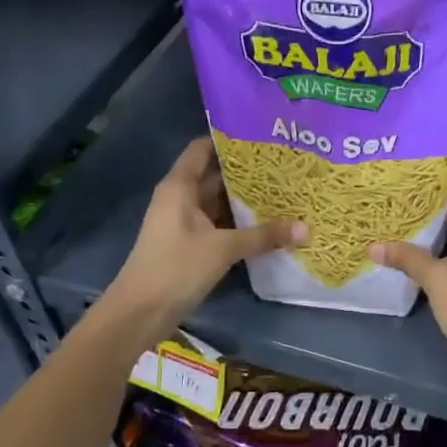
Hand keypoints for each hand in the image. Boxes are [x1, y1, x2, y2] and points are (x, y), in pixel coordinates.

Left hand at [107, 136, 304, 331]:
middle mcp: (182, 198)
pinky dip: (241, 222)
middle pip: (216, 175)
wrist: (140, 313)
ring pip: (221, 202)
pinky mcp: (192, 244)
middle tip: (285, 163)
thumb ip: (264, 236)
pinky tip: (270, 221)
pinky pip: (221, 224)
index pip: (203, 149)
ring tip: (285, 188)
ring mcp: (186, 222)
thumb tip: (307, 229)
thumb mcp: (223, 248)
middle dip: (248, 171)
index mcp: (180, 187)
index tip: (262, 134)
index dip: (228, 139)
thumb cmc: (175, 267)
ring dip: (247, 198)